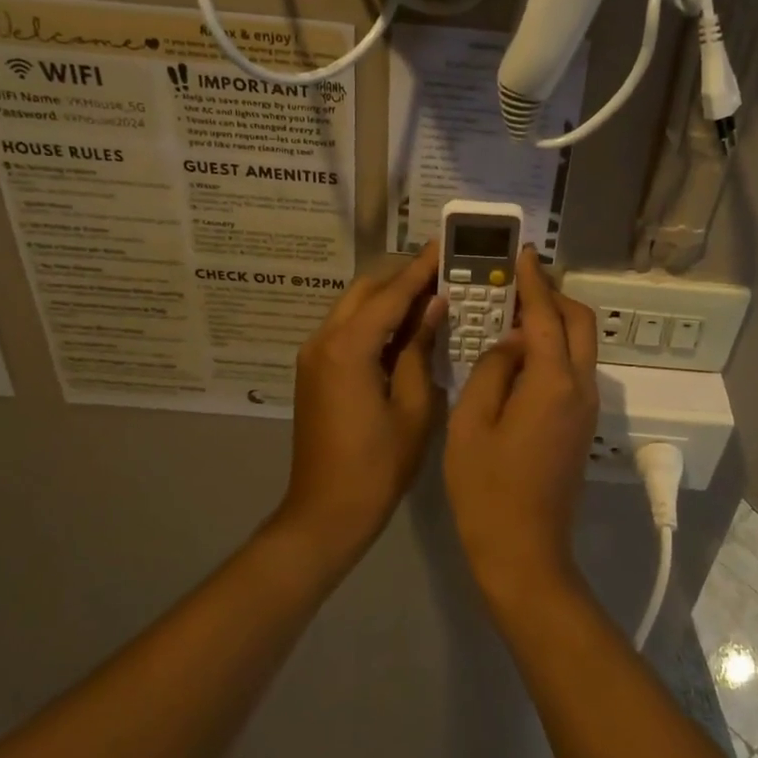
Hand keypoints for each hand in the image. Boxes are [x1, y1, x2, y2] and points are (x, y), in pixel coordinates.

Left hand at [276, 244, 445, 565]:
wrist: (326, 512)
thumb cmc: (378, 466)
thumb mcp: (413, 407)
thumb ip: (420, 349)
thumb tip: (434, 306)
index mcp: (348, 348)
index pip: (391, 294)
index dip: (421, 268)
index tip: (445, 245)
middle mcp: (323, 341)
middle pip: (365, 291)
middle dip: (402, 277)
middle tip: (443, 271)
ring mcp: (313, 356)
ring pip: (353, 308)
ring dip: (387, 298)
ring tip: (429, 293)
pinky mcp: (314, 372)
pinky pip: (346, 330)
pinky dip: (374, 321)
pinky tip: (404, 328)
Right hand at [445, 248, 598, 604]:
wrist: (524, 552)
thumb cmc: (486, 488)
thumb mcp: (471, 421)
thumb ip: (493, 369)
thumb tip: (512, 343)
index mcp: (553, 382)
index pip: (547, 315)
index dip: (534, 282)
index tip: (523, 255)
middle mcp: (581, 388)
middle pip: (580, 323)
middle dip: (554, 297)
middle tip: (518, 285)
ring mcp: (587, 408)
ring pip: (581, 347)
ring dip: (555, 323)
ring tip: (514, 314)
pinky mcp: (581, 426)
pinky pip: (574, 371)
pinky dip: (554, 350)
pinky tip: (521, 356)